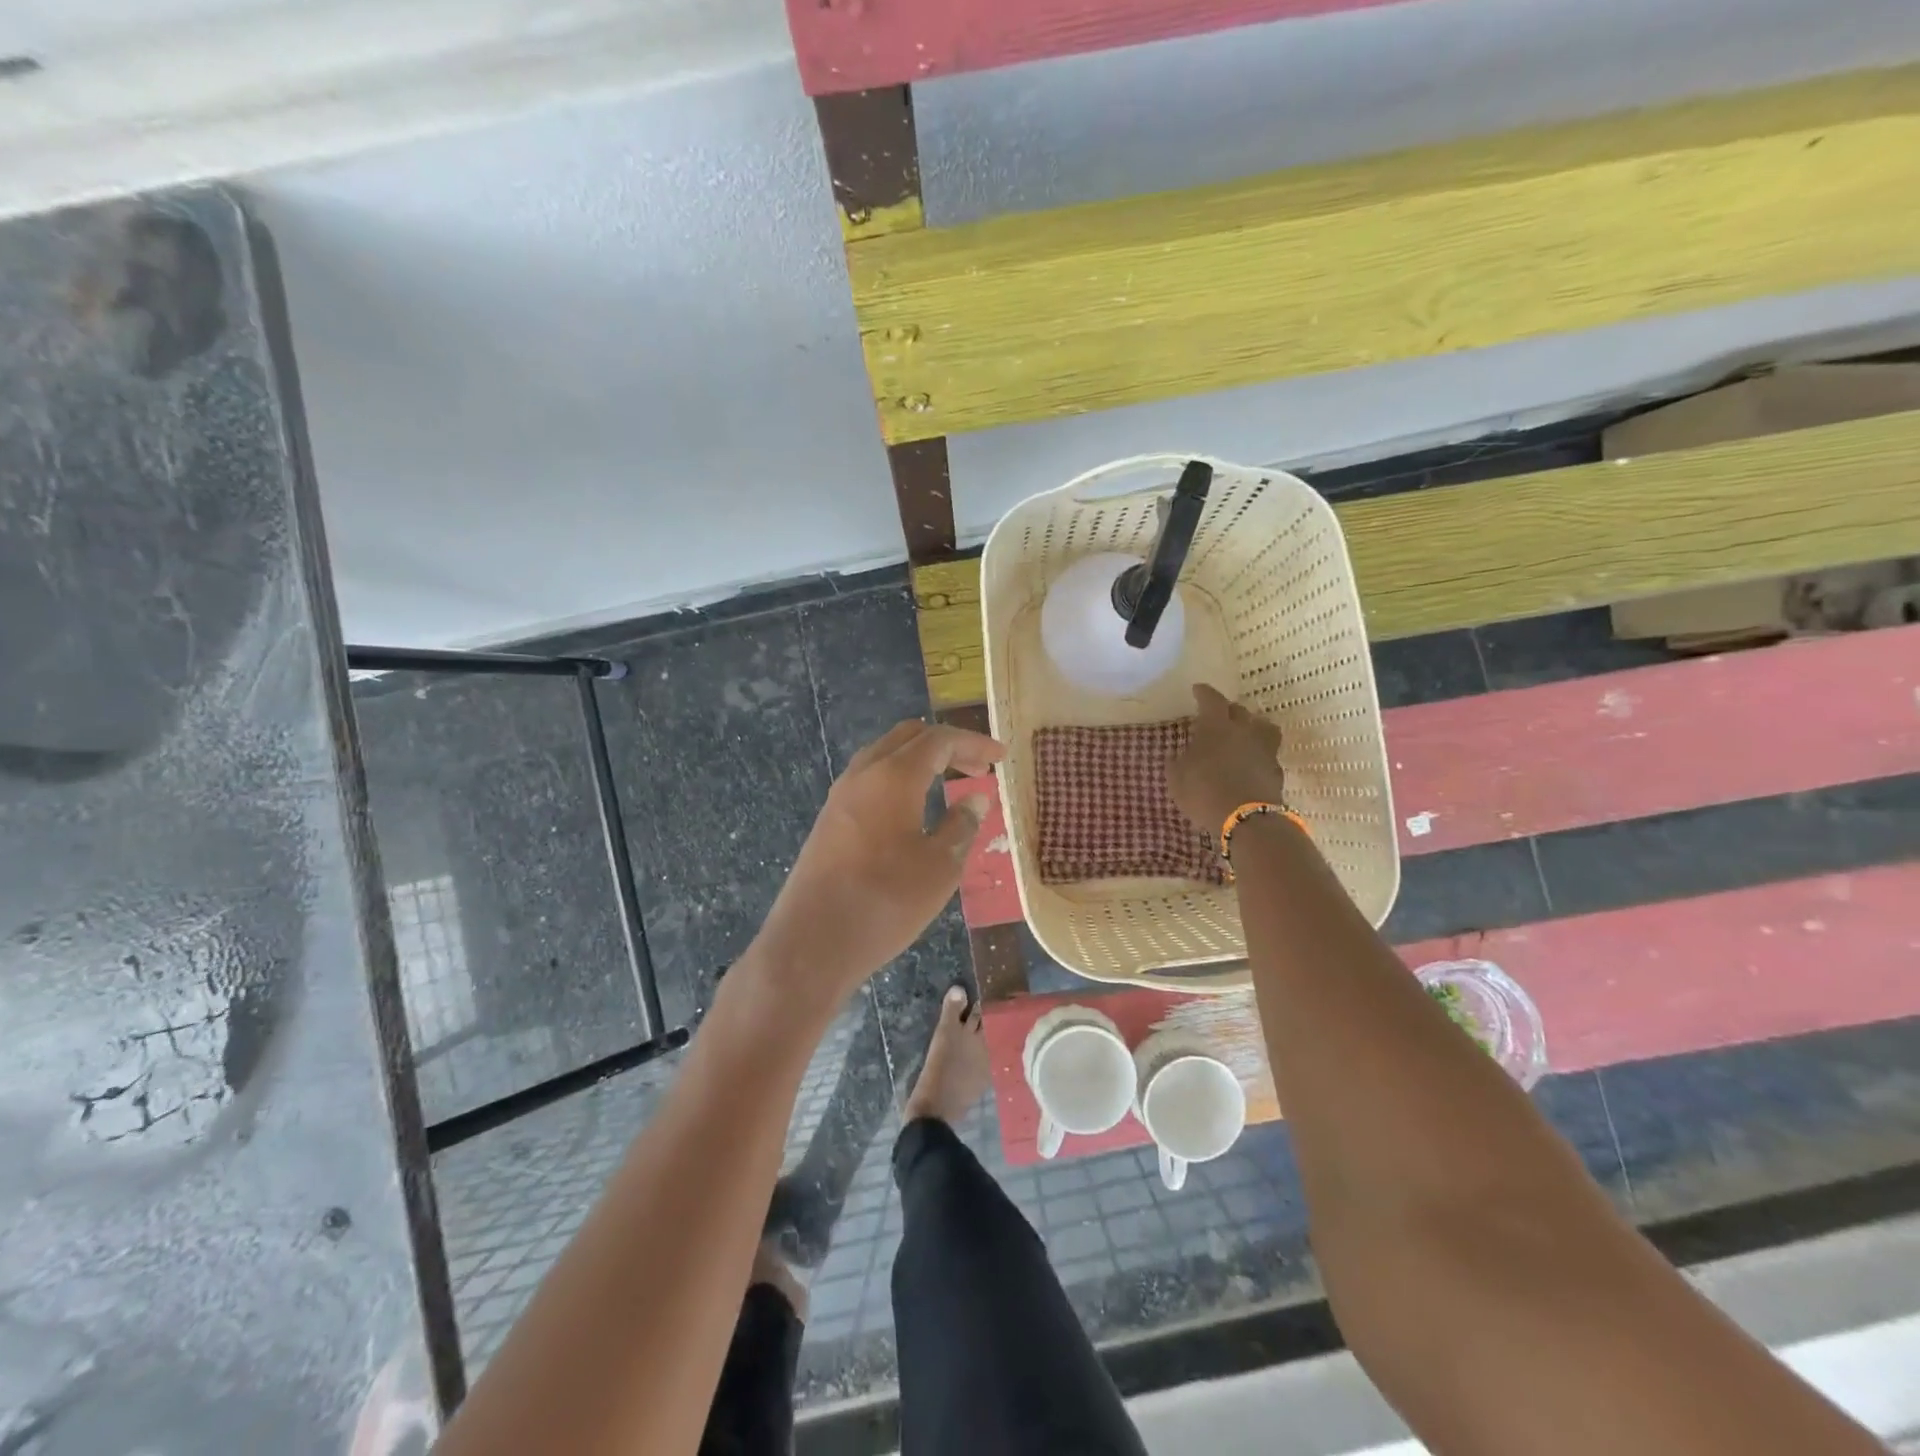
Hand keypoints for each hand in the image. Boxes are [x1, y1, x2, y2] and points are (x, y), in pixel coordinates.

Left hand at [754, 720, 1004, 1008]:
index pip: (940, 740)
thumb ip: (961, 826)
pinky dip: (898, 779)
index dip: (974, 744)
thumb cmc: (886, 901)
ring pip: (884, 755)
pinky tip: (913, 808)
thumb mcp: (940, 866)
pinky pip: (869, 780)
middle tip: (977, 769)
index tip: (1001, 758)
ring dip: (919, 760)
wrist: (812, 942)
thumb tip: (974, 800)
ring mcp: (840, 795)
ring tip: (948, 783)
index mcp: (894, 776)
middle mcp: (863, 774)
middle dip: (947, 745)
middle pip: (908, 737)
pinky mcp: (829, 819)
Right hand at [1167, 683, 1286, 834]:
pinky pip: (1267, 753)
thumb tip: (1178, 756)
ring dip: (1252, 726)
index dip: (1204, 693)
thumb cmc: (1204, 792)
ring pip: (1262, 727)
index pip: (1212, 700)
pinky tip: (1249, 762)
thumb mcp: (1177, 778)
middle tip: (1218, 714)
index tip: (1197, 689)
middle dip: (1228, 709)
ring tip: (1243, 733)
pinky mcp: (1276, 771)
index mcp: (1217, 726)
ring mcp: (1264, 750)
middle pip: (1240, 710)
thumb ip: (1177, 763)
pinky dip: (1258, 753)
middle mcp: (1244, 731)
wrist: (1248, 820)